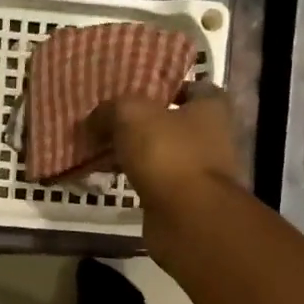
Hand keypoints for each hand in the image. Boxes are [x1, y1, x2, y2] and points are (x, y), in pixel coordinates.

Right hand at [88, 82, 242, 224]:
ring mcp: (198, 172)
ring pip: (160, 154)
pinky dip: (133, 178)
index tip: (135, 89)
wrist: (186, 218)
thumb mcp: (131, 114)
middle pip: (172, 122)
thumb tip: (93, 119)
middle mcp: (211, 138)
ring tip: (100, 147)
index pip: (193, 87)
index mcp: (210, 108)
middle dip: (142, 122)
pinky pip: (152, 181)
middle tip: (107, 120)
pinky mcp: (182, 200)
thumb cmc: (168, 153)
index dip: (165, 86)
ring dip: (135, 152)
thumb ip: (110, 109)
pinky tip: (106, 175)